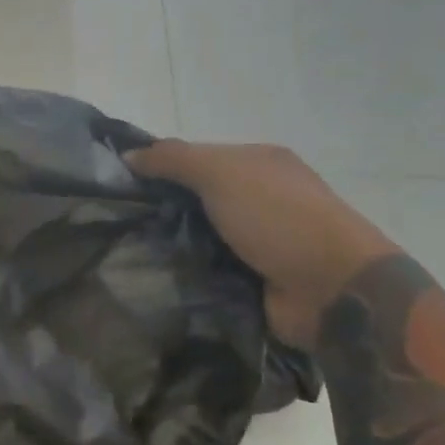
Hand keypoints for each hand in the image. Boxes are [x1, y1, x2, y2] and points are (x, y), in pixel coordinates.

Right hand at [129, 142, 397, 350]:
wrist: (331, 288)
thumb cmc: (278, 218)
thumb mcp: (222, 173)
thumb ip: (174, 159)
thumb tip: (127, 156)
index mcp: (258, 164)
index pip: (196, 159)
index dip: (159, 167)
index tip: (118, 184)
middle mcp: (259, 199)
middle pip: (195, 199)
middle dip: (159, 209)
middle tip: (113, 222)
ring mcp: (257, 242)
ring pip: (197, 237)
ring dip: (168, 245)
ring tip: (123, 252)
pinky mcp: (251, 280)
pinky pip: (206, 271)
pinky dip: (184, 274)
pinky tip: (150, 278)